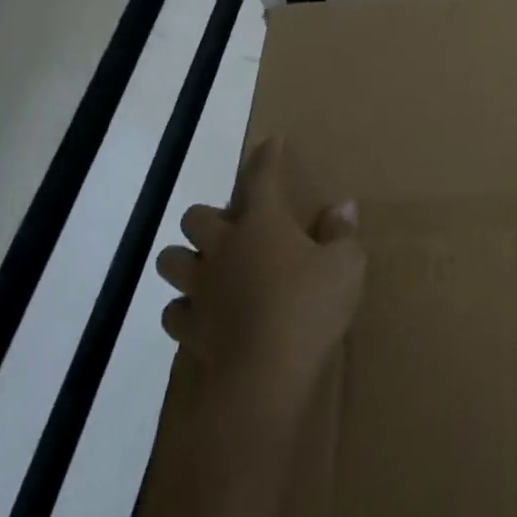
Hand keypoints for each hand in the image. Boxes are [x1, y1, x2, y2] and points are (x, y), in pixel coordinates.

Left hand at [156, 137, 364, 418]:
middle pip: (195, 217)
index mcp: (260, 224)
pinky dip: (187, 309)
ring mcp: (200, 289)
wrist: (265, 374)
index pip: (261, 178)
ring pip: (171, 260)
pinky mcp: (189, 329)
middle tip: (232, 229)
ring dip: (187, 259)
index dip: (267, 157)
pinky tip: (205, 314)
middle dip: (209, 217)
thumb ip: (341, 234)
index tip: (271, 142)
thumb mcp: (345, 266)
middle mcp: (222, 248)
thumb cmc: (309, 307)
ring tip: (209, 268)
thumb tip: (343, 207)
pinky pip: (176, 311)